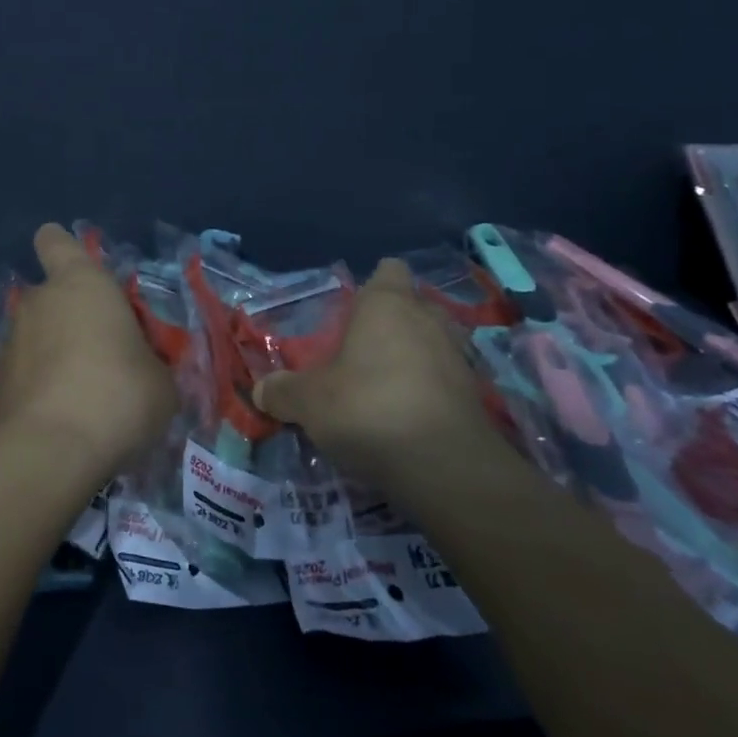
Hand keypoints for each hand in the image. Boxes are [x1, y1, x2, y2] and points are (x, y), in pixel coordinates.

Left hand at [0, 224, 177, 471]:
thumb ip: (149, 363)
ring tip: (86, 394)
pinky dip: (41, 387)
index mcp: (81, 283)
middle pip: (51, 295)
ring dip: (56, 354)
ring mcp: (10, 341)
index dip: (63, 248)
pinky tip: (64, 418)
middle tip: (104, 351)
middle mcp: (38, 301)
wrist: (51, 451)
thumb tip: (143, 371)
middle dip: (71, 316)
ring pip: (37, 336)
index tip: (79, 268)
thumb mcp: (161, 381)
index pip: (55, 241)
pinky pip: (25, 373)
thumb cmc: (118, 395)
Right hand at [253, 258, 502, 480]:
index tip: (351, 311)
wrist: (445, 466)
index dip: (372, 285)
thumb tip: (261, 390)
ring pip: (432, 342)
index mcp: (387, 304)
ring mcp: (458, 356)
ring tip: (383, 386)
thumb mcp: (308, 402)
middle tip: (360, 352)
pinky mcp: (477, 395)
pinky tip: (407, 416)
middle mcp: (428, 319)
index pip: (388, 270)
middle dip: (391, 324)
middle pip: (412, 306)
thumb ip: (283, 392)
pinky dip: (429, 390)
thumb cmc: (368, 408)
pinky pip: (446, 379)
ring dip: (412, 358)